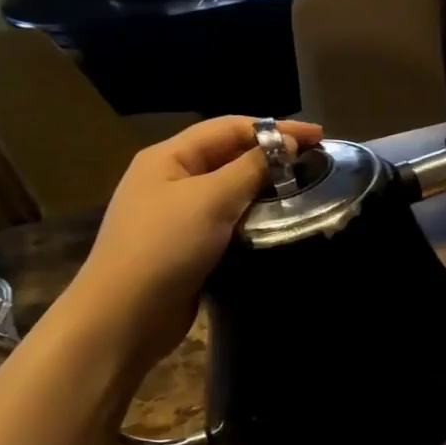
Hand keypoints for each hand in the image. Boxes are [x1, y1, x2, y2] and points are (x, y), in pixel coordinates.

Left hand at [65, 116, 322, 367]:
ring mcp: (178, 217)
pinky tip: (278, 227)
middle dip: (271, 157)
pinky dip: (253, 221)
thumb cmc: (165, 247)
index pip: (229, 129)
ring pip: (230, 193)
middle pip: (229, 157)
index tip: (319, 137)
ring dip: (264, 190)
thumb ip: (250, 169)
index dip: (274, 128)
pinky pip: (227, 224)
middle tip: (315, 165)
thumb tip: (286, 143)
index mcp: (169, 157)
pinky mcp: (189, 249)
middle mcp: (171, 180)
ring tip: (304, 194)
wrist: (126, 315)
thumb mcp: (210, 200)